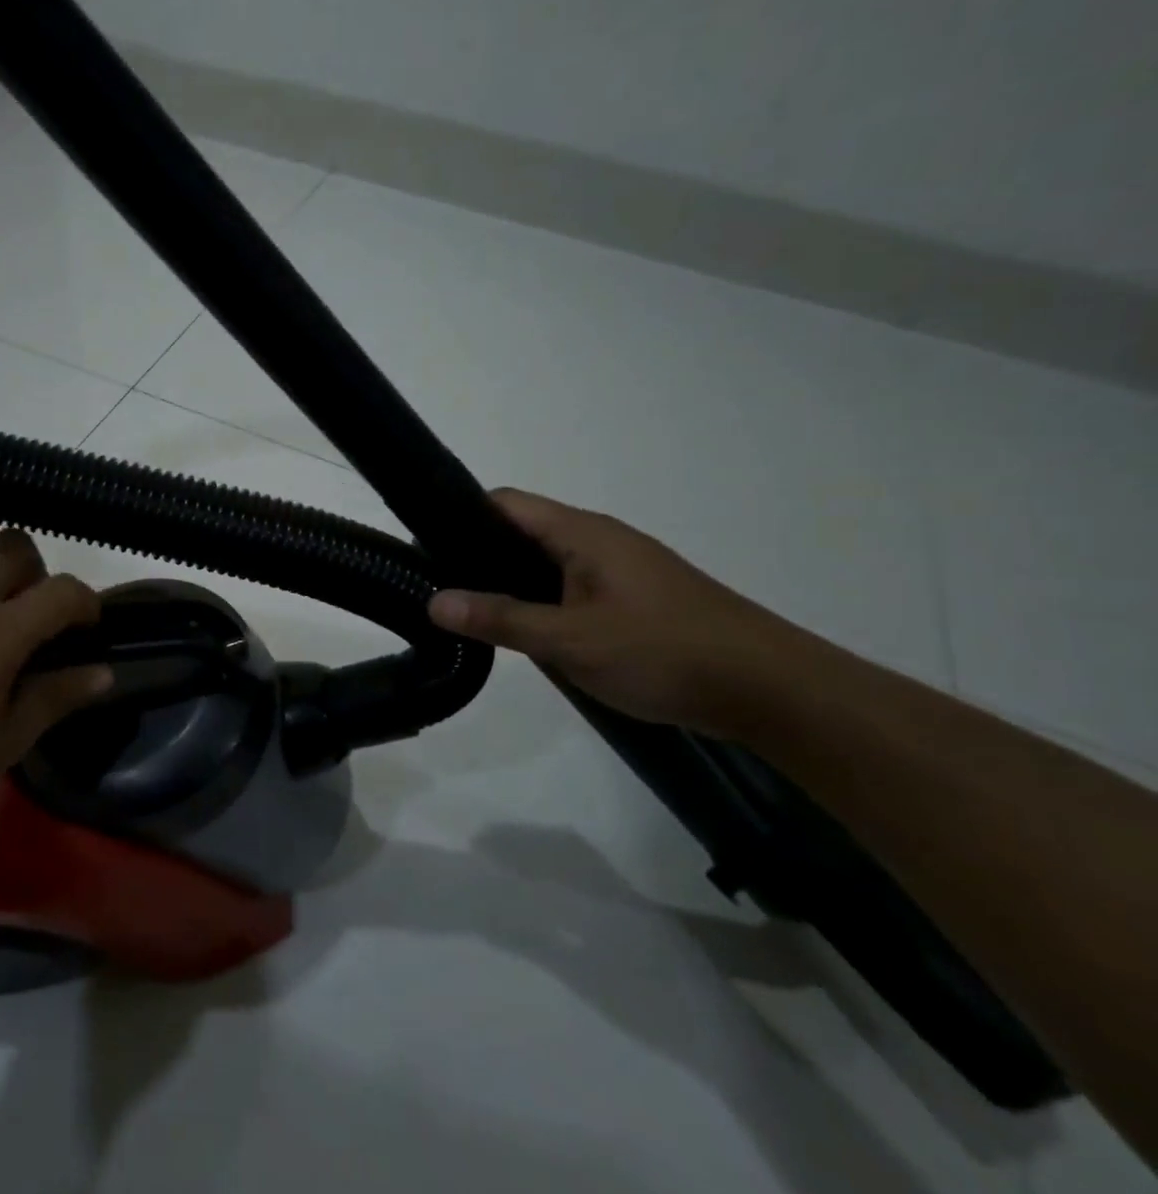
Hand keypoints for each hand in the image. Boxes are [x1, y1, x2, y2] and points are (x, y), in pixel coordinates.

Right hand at [429, 490, 801, 735]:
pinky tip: (525, 633)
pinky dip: (539, 602)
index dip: (459, 516)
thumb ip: (501, 619)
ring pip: (545, 563)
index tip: (422, 548)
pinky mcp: (633, 600)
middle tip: (435, 588)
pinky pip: (569, 588)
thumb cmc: (665, 652)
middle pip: (522, 531)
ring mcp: (619, 570)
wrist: (770, 690)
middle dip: (477, 555)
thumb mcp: (571, 640)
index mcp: (582, 534)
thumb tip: (433, 601)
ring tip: (468, 612)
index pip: (505, 503)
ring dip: (509, 583)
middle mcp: (598, 541)